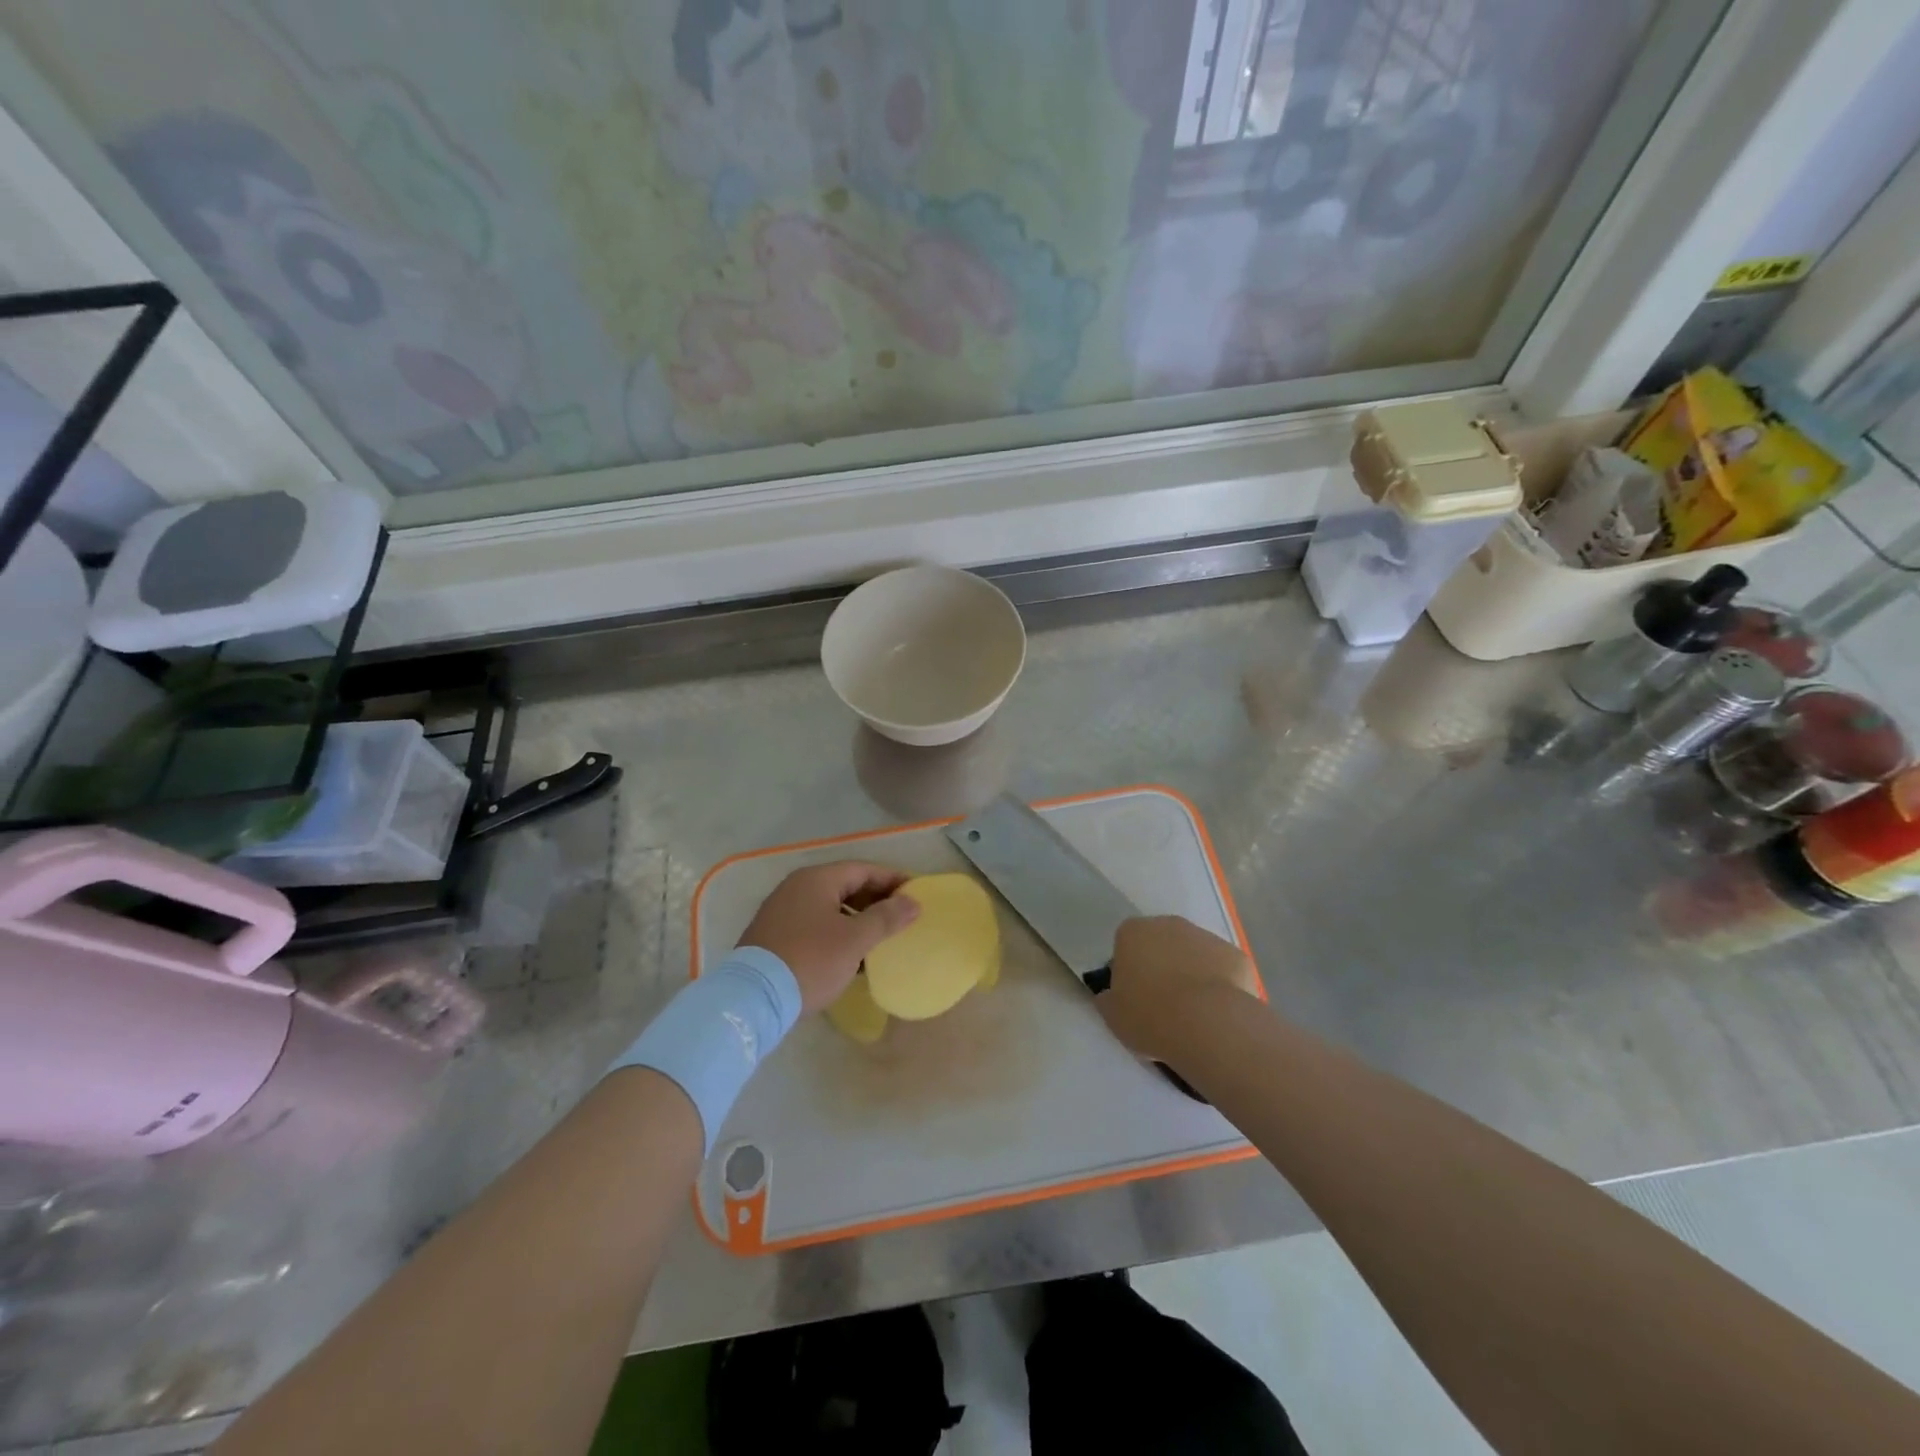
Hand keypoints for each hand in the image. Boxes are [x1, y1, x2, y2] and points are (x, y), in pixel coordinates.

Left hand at [738, 862, 919, 1012]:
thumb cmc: (810, 961)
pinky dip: (836, 932)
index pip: (863, 869)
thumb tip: (913, 902)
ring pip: (829, 906)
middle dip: (875, 899)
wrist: (753, 998)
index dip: (892, 880)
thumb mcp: (854, 940)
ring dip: (856, 918)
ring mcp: (781, 911)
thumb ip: (886, 917)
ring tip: (880, 938)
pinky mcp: (773, 935)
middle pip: (845, 885)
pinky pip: (814, 924)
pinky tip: (850, 955)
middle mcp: (796, 887)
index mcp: (816, 880)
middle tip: (901, 916)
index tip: (915, 893)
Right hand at [1098, 915, 1261, 1062]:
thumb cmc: (1150, 1016)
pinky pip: (1222, 970)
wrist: (1208, 1024)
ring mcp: (1206, 937)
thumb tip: (1112, 995)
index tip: (1134, 997)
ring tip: (1194, 1014)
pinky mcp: (1236, 955)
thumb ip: (1109, 999)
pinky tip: (1218, 1014)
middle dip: (1162, 966)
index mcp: (1133, 932)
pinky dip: (1220, 986)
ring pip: (1193, 955)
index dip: (1129, 970)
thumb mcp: (1113, 1015)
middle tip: (1163, 1005)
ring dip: (1191, 975)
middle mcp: (1169, 924)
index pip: (1125, 944)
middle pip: (1161, 944)